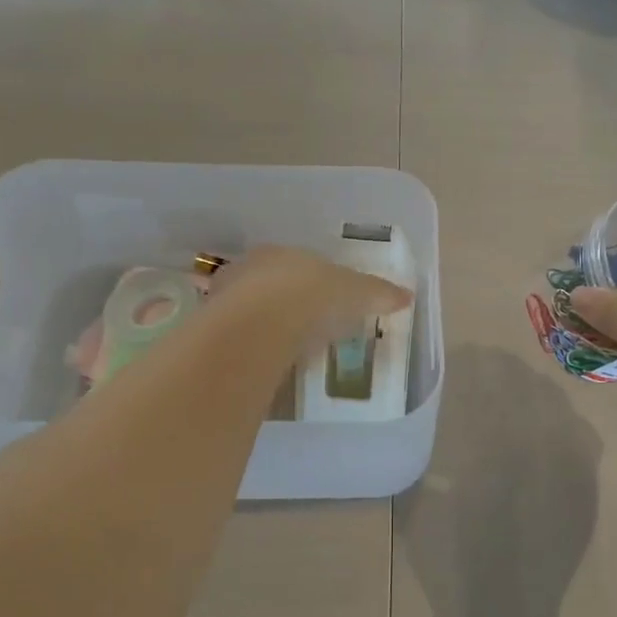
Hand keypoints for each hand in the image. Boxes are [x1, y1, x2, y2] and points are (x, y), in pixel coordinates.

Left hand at [210, 246, 413, 352]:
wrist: (262, 324)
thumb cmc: (313, 295)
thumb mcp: (357, 293)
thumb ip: (379, 293)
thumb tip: (406, 296)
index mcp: (282, 252)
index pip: (295, 263)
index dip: (310, 281)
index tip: (322, 300)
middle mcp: (248, 269)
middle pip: (267, 284)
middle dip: (282, 302)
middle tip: (302, 327)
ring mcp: (224, 299)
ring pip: (246, 310)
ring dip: (261, 326)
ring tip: (282, 350)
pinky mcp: (210, 330)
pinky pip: (235, 338)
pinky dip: (248, 348)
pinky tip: (261, 364)